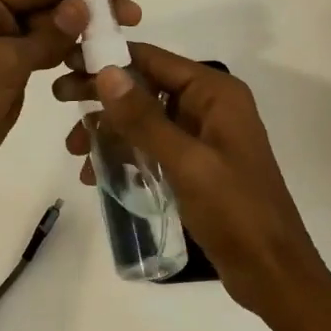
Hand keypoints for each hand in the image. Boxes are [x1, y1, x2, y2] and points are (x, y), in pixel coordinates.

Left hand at [0, 0, 138, 221]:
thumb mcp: (1, 62)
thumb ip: (46, 35)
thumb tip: (83, 4)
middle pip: (50, 6)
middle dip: (90, 7)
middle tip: (132, 16)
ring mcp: (2, 55)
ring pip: (51, 35)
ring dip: (83, 35)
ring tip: (120, 41)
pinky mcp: (9, 84)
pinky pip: (46, 63)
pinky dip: (70, 60)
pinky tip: (94, 63)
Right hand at [54, 44, 330, 316]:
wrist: (272, 272)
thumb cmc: (235, 212)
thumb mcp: (186, 163)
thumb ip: (144, 118)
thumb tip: (106, 72)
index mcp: (215, 94)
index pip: (154, 60)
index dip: (109, 58)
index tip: (66, 63)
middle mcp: (210, 107)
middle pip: (146, 87)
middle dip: (103, 97)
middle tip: (58, 101)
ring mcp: (203, 137)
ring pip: (145, 120)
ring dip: (109, 131)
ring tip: (75, 153)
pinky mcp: (196, 166)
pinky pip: (152, 148)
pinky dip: (125, 156)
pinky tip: (97, 176)